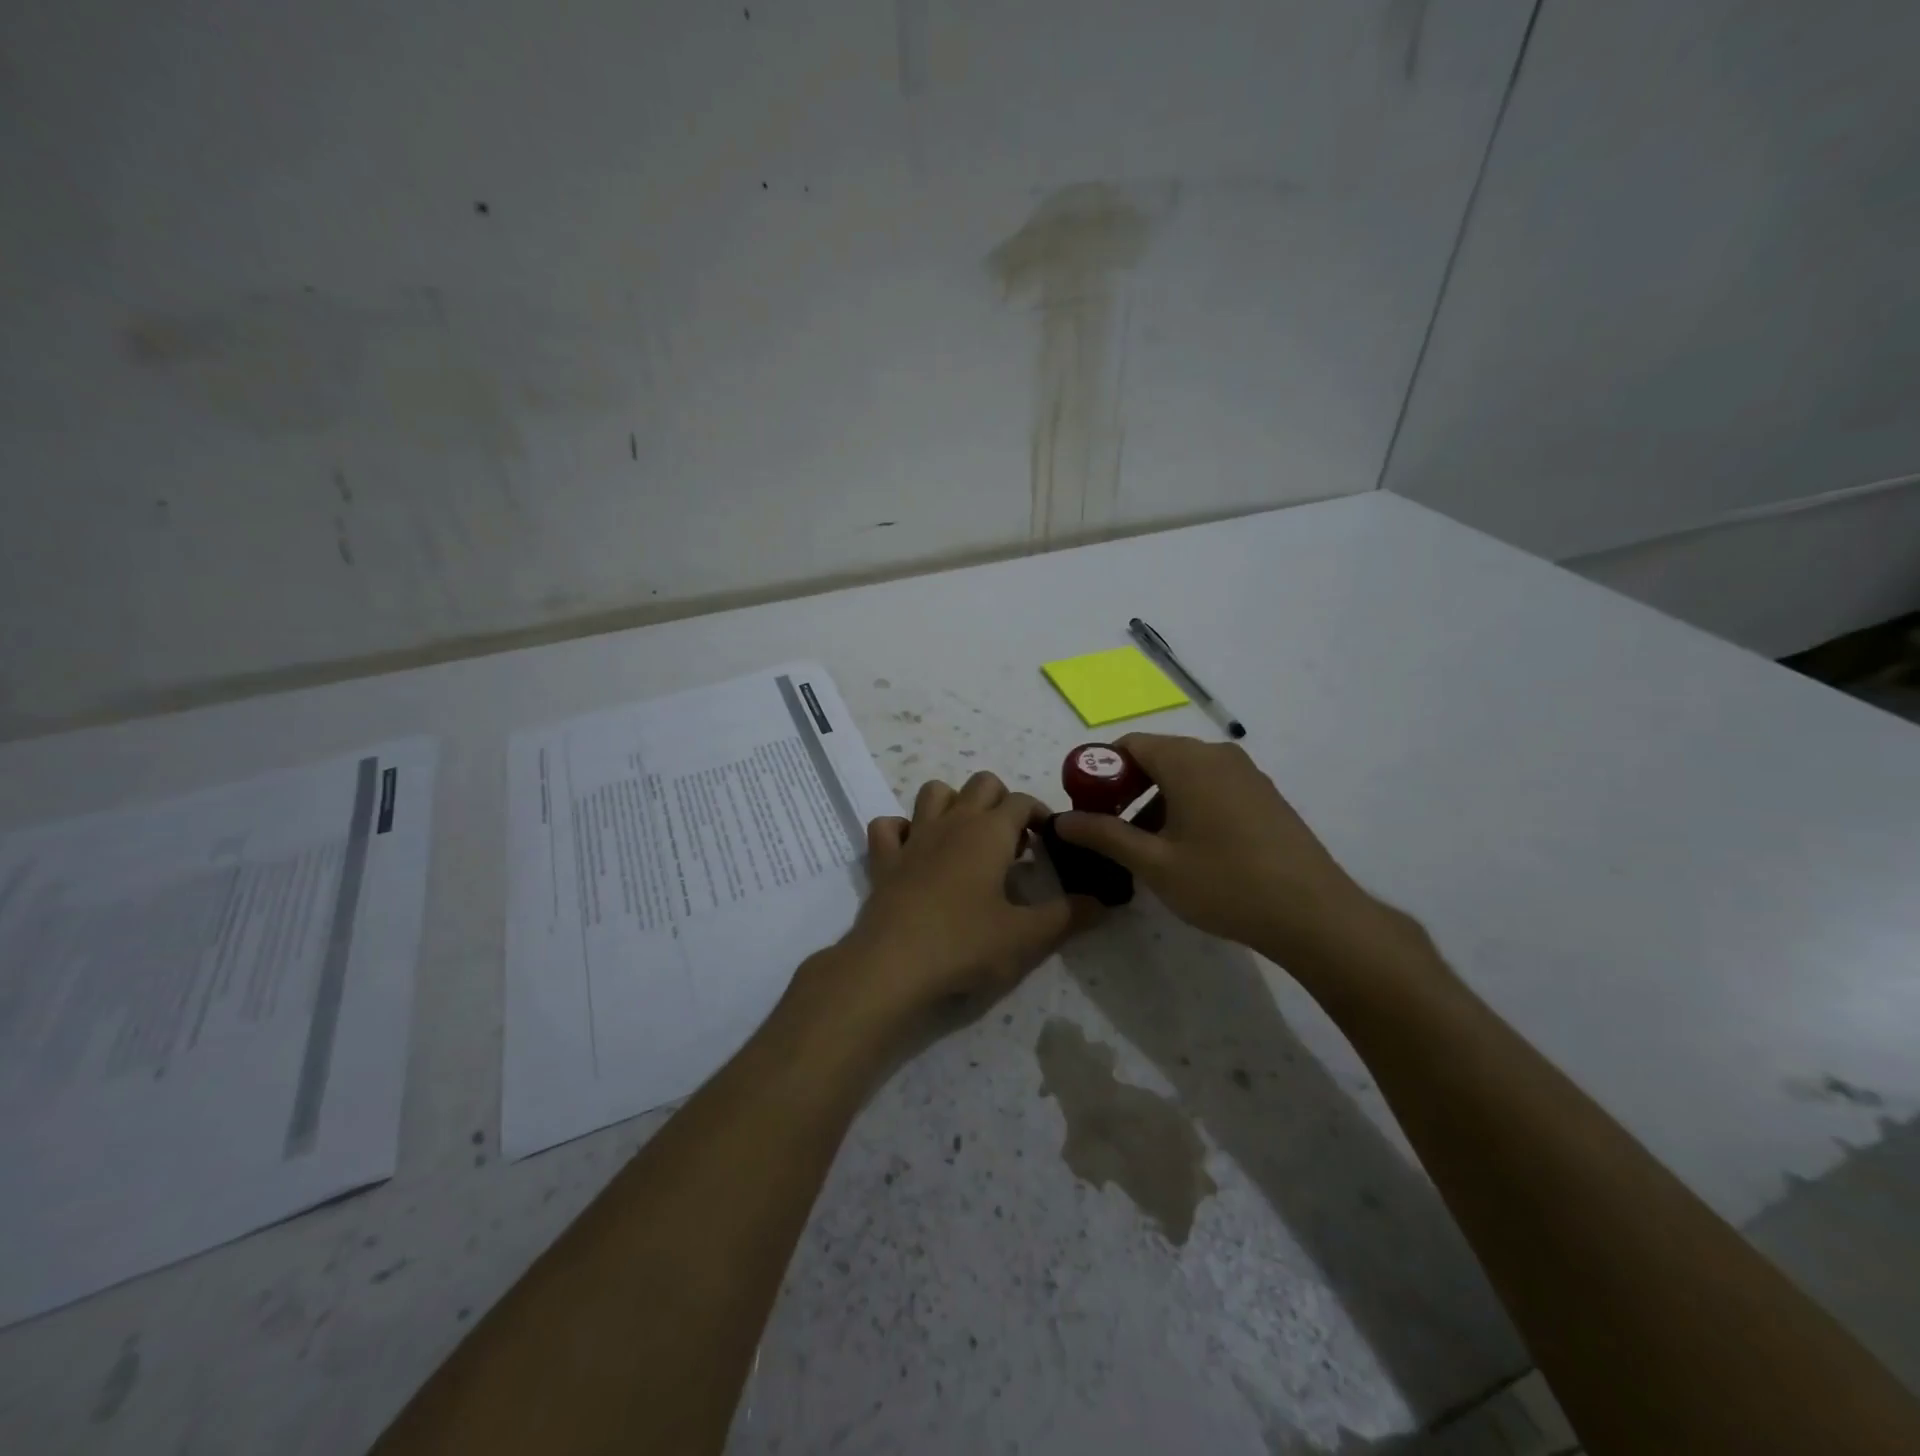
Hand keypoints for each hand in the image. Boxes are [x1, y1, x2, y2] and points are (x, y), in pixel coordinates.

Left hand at [823, 772, 1090, 1026]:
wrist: (893, 965)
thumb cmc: (965, 944)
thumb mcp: (1026, 936)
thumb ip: (1068, 916)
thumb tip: (1102, 902)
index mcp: (989, 832)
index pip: (1022, 801)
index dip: (1040, 814)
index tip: (1050, 841)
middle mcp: (952, 822)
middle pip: (981, 783)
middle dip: (1002, 800)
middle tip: (1011, 842)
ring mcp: (914, 837)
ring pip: (934, 791)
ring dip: (953, 803)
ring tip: (966, 838)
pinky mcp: (883, 859)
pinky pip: (888, 826)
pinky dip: (901, 829)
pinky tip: (913, 850)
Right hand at [1052, 733, 1372, 960]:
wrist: (1314, 914)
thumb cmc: (1225, 883)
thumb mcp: (1154, 863)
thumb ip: (1104, 835)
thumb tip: (1061, 820)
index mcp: (1188, 761)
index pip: (1129, 745)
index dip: (1099, 772)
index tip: (1086, 807)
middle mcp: (1218, 755)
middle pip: (1157, 756)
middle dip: (1126, 788)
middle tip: (1110, 829)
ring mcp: (1247, 774)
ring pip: (1185, 774)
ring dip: (1156, 800)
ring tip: (1145, 846)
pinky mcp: (1264, 796)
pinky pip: (1212, 787)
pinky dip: (1187, 805)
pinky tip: (1187, 848)